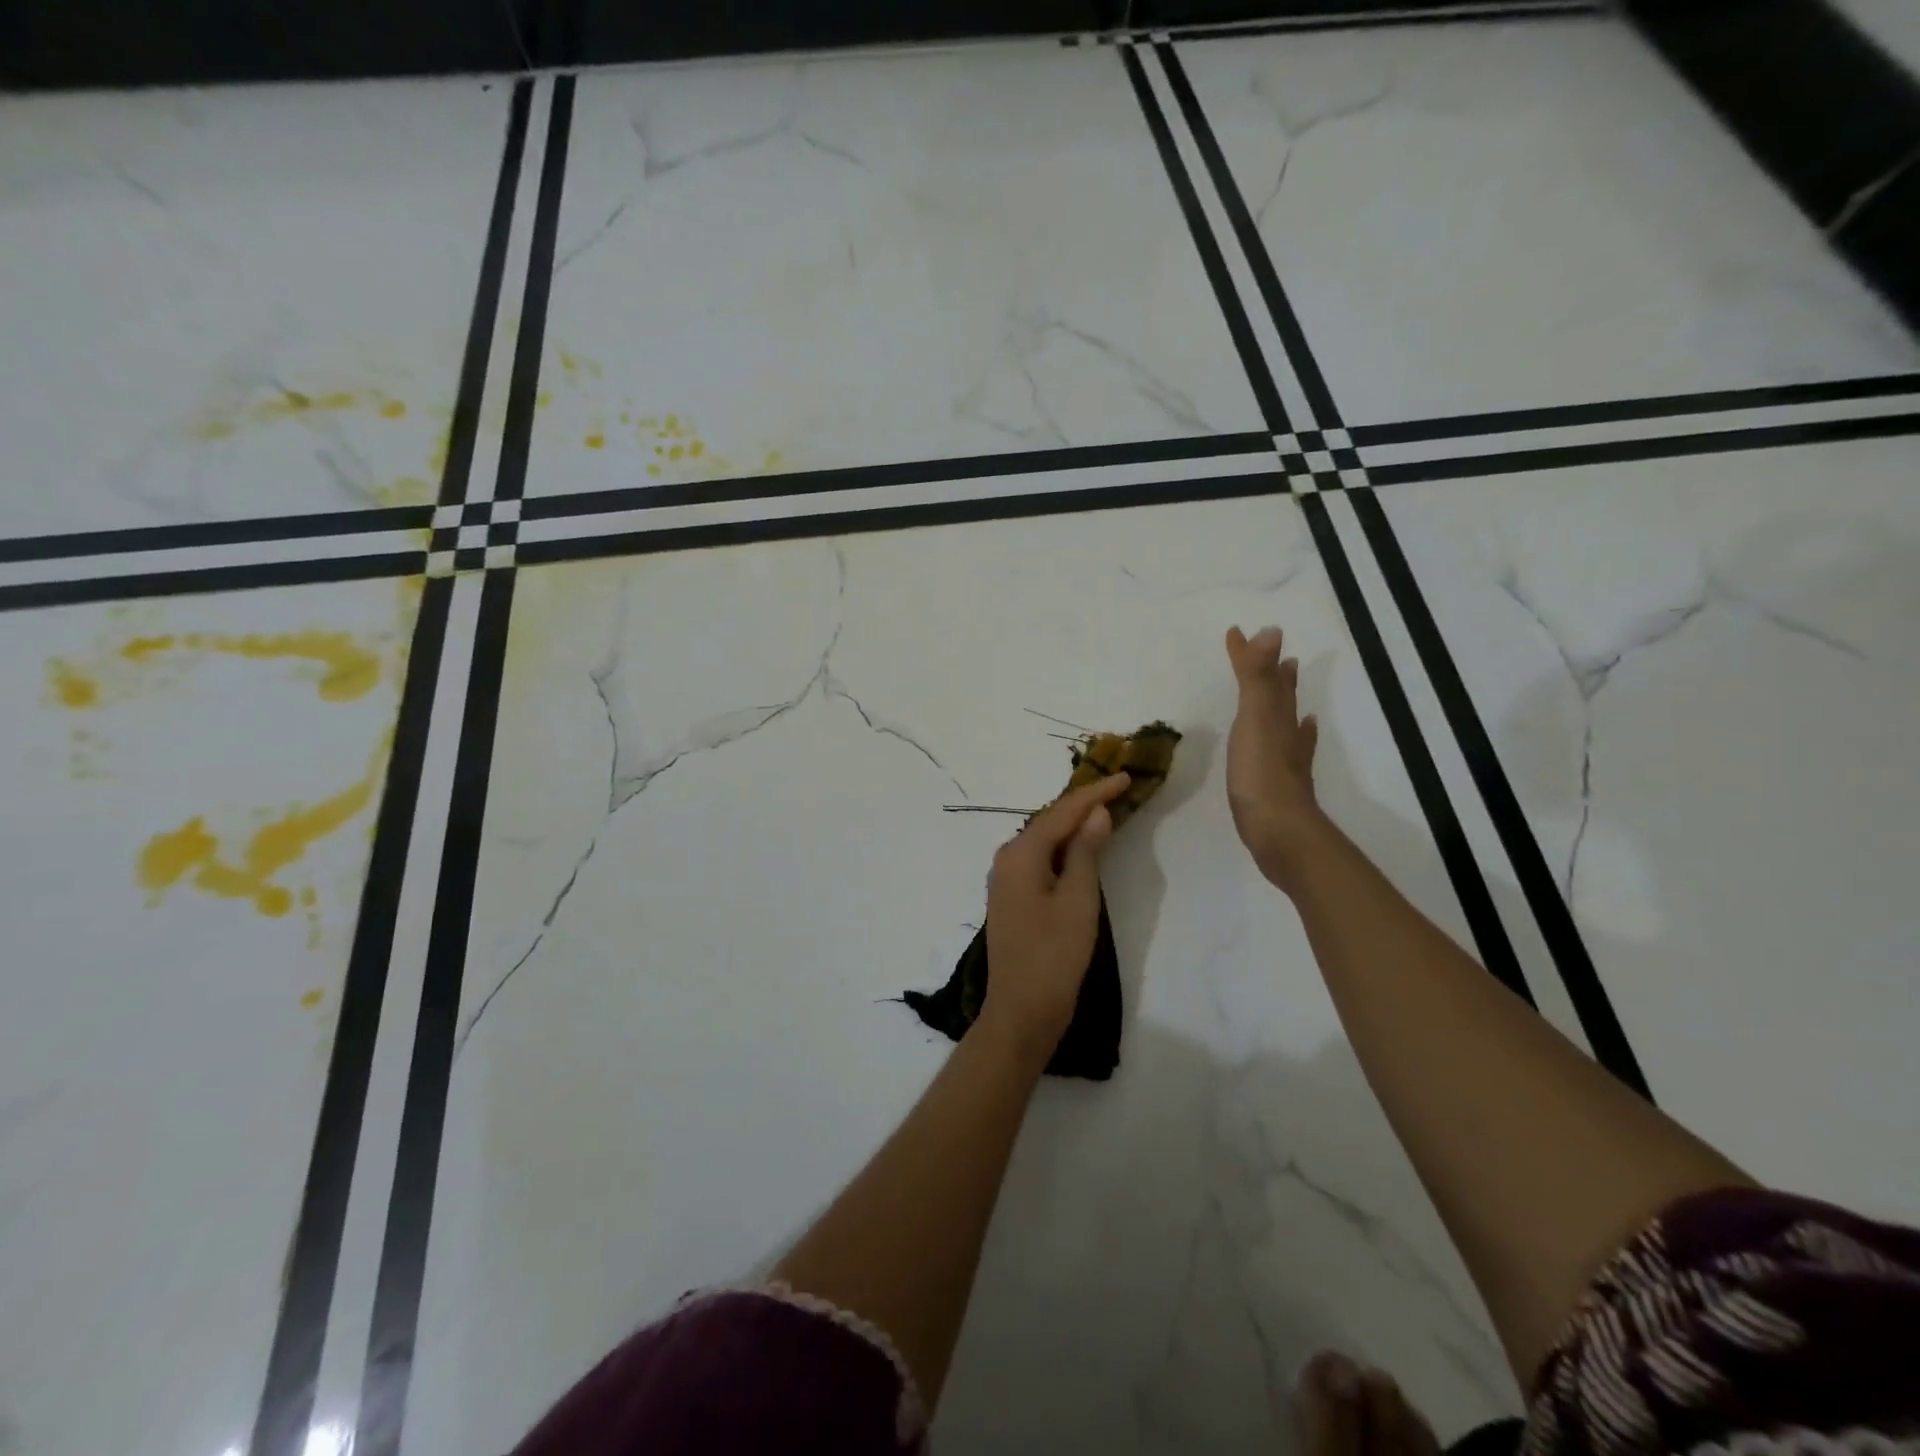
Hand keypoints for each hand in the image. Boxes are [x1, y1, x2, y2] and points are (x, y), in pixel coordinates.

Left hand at [977, 772, 1131, 1065]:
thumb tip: (1096, 813)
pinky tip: (1081, 847)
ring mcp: (1007, 880)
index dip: (1095, 793)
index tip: (1125, 776)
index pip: (1062, 812)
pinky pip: (1042, 860)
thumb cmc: (1053, 956)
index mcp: (1020, 854)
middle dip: (1083, 804)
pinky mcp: (1013, 899)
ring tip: (1106, 808)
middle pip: (1050, 821)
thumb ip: (1085, 852)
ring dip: (1074, 825)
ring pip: (1045, 840)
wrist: (1021, 1012)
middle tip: (1118, 787)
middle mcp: (1007, 859)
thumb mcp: (1077, 900)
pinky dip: (1064, 849)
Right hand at [1226, 625, 1325, 891]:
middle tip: (1277, 654)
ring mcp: (1287, 759)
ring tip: (1287, 684)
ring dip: (1285, 700)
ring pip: (1288, 719)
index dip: (1250, 654)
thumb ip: (1257, 678)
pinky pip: (1291, 749)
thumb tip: (1271, 631)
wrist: (1279, 831)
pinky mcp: (1282, 783)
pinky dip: (1295, 736)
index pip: (1264, 675)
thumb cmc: (1261, 774)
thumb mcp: (1256, 719)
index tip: (1235, 632)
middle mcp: (1287, 732)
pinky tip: (1298, 737)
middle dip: (1276, 673)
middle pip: (1282, 695)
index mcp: (1276, 716)